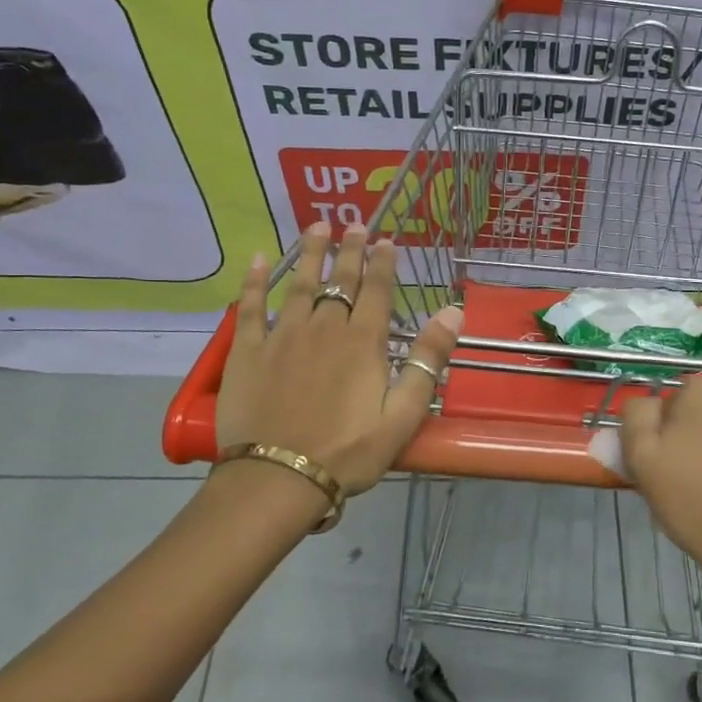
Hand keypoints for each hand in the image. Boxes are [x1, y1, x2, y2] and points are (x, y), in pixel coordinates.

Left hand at [216, 222, 461, 493]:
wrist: (279, 477)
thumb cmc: (348, 451)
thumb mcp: (403, 414)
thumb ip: (428, 360)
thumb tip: (453, 311)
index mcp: (363, 342)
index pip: (377, 290)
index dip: (383, 263)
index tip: (386, 240)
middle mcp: (325, 327)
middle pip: (340, 280)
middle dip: (350, 250)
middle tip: (355, 223)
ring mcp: (283, 336)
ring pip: (300, 284)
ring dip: (311, 253)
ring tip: (317, 226)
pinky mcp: (248, 351)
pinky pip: (250, 307)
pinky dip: (254, 281)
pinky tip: (259, 259)